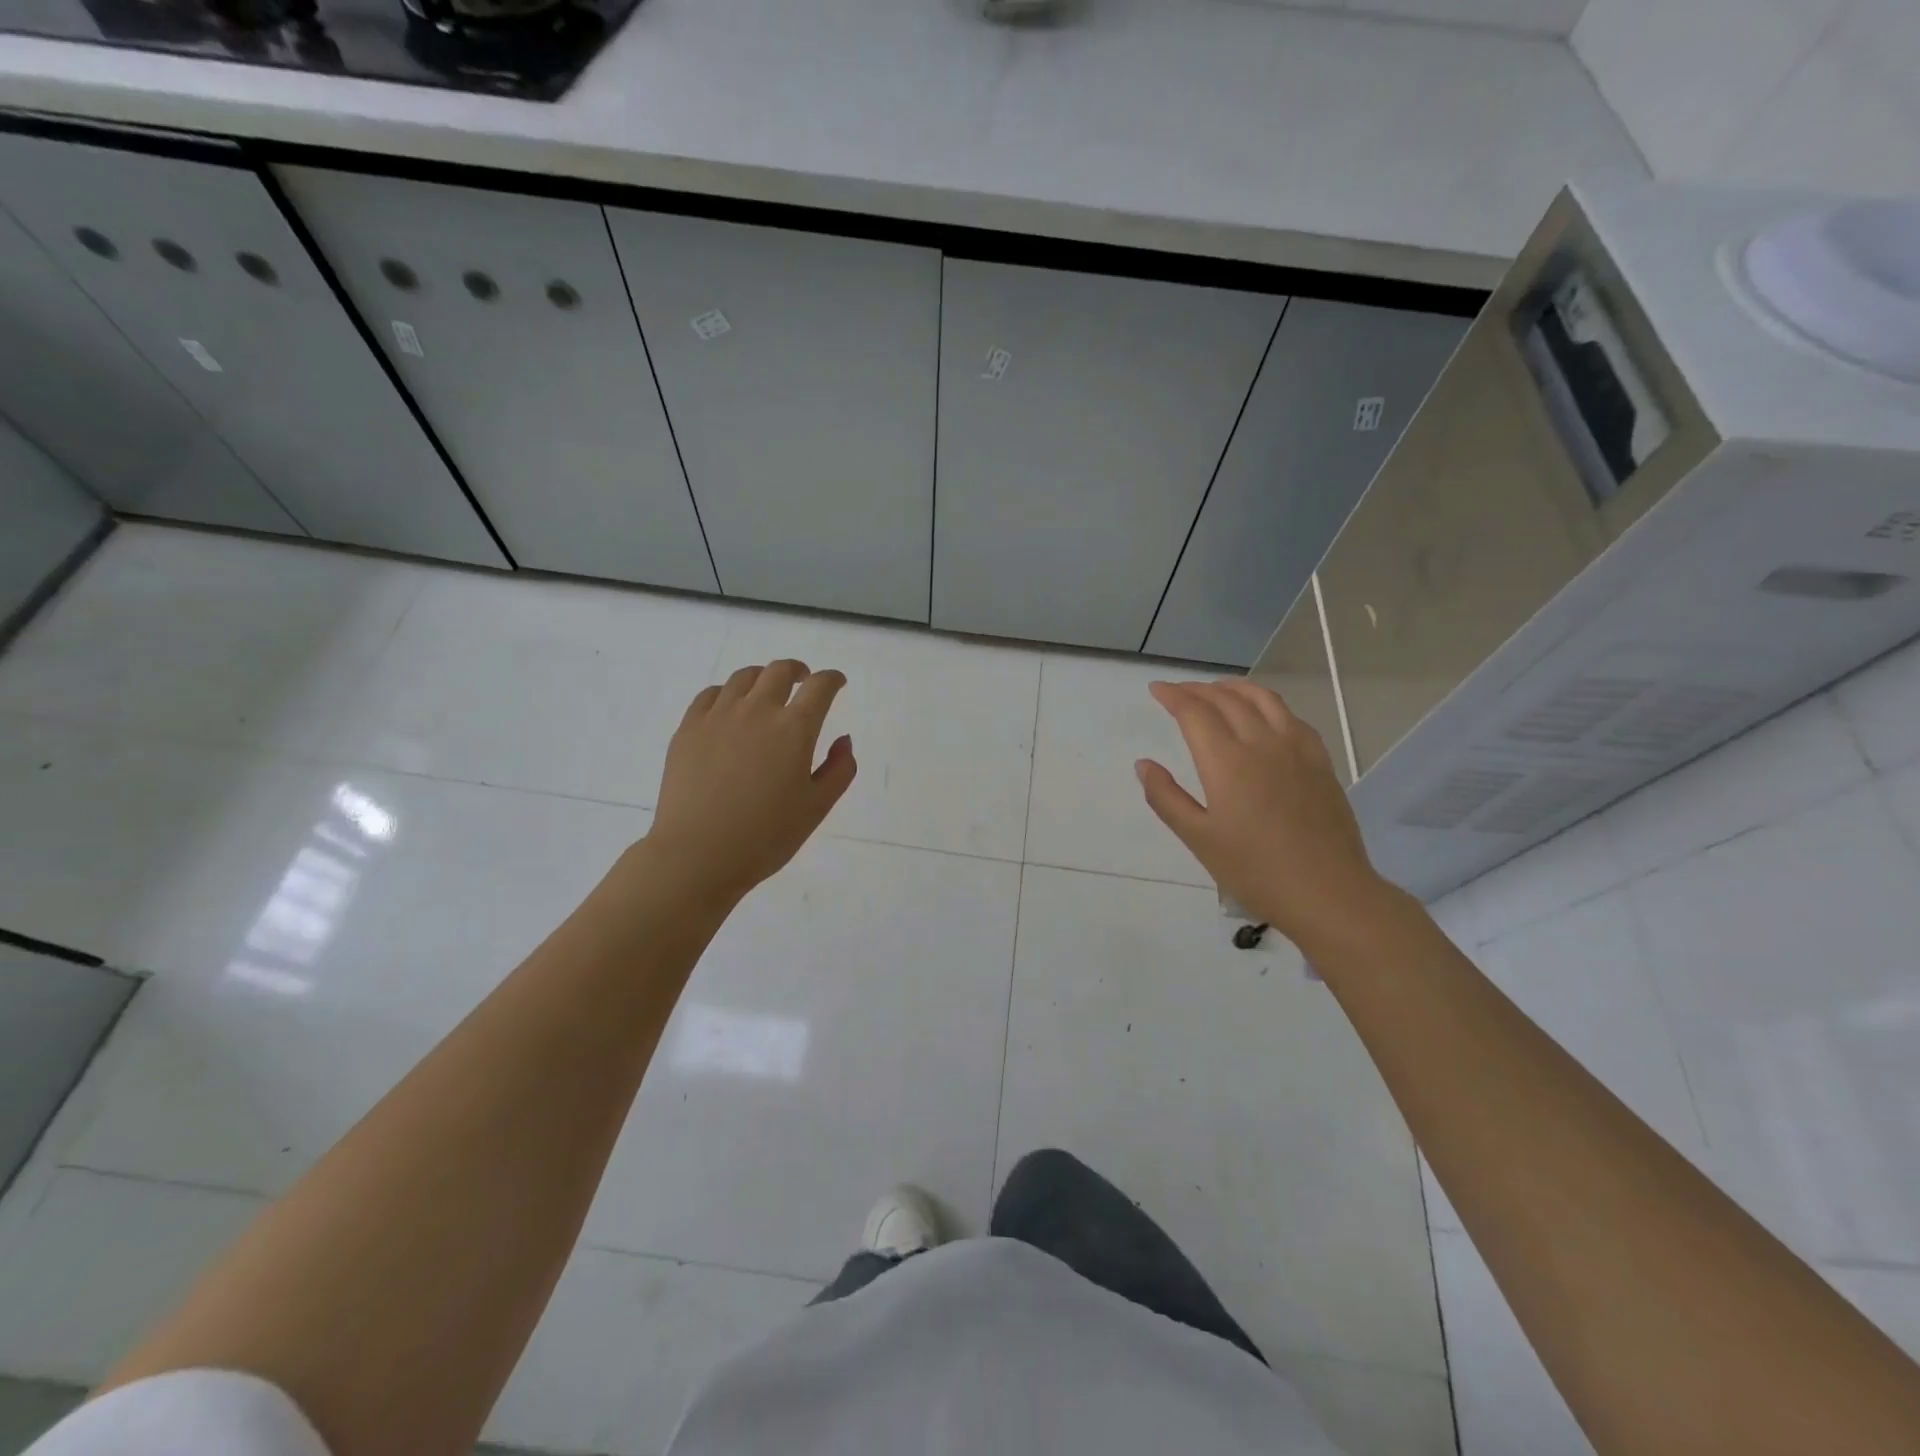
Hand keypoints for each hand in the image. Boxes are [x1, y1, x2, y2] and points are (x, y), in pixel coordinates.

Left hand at [645, 661, 856, 905]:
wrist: (698, 854)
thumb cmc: (766, 837)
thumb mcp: (817, 808)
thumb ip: (839, 770)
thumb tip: (843, 740)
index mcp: (794, 729)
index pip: (820, 687)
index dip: (833, 679)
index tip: (837, 683)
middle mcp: (757, 711)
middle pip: (780, 671)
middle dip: (798, 671)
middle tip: (803, 681)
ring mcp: (718, 716)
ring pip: (743, 678)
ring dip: (762, 678)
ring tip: (767, 691)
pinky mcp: (688, 729)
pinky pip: (710, 695)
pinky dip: (727, 693)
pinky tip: (730, 707)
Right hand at [1137, 679, 1385, 943]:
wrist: (1328, 892)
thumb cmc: (1255, 870)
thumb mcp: (1198, 838)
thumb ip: (1166, 797)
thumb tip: (1143, 764)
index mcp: (1227, 761)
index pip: (1195, 712)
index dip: (1173, 696)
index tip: (1156, 689)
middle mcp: (1262, 743)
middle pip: (1227, 699)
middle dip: (1198, 689)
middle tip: (1178, 691)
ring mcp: (1296, 749)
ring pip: (1264, 699)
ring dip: (1235, 687)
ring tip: (1217, 690)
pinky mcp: (1320, 761)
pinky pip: (1291, 716)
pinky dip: (1268, 704)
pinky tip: (1263, 715)